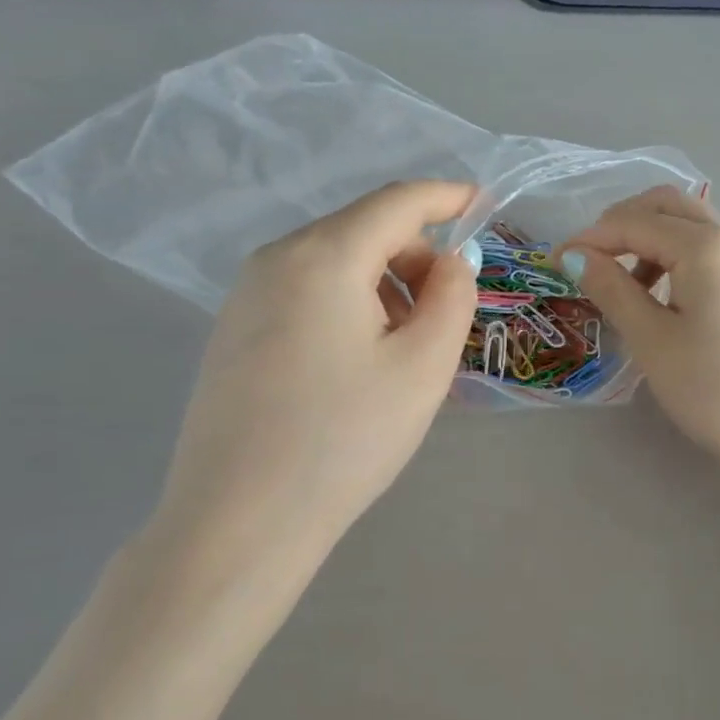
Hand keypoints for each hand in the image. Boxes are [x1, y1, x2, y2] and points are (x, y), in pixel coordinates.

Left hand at [140, 181, 477, 609]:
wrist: (240, 522)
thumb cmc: (344, 438)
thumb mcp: (423, 365)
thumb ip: (453, 297)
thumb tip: (452, 261)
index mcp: (323, 257)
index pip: (397, 202)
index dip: (446, 197)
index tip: (484, 203)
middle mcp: (276, 259)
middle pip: (365, 229)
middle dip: (418, 255)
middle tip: (449, 313)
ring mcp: (246, 294)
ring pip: (337, 261)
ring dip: (387, 283)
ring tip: (408, 347)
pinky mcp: (235, 329)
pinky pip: (309, 290)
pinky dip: (352, 302)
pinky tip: (362, 360)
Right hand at [562, 187, 719, 468]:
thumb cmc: (717, 388)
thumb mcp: (653, 341)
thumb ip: (613, 289)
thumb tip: (577, 256)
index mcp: (704, 246)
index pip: (634, 221)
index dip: (590, 238)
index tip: (554, 265)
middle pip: (667, 205)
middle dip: (621, 223)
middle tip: (591, 261)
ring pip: (689, 227)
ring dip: (648, 239)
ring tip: (623, 285)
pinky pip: (706, 252)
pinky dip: (673, 259)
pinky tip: (660, 299)